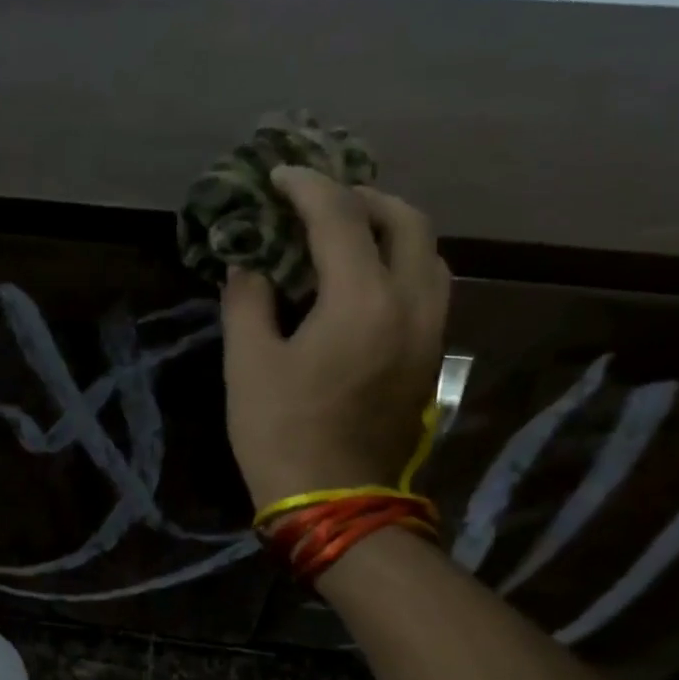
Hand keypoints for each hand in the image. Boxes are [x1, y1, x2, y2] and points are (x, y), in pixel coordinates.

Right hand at [221, 166, 449, 509]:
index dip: (307, 188)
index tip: (279, 176)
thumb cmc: (280, 433)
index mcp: (363, 300)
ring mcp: (430, 333)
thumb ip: (247, 301)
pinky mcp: (430, 359)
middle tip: (320, 202)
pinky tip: (362, 281)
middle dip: (364, 198)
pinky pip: (428, 288)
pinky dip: (400, 264)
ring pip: (429, 254)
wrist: (334, 503)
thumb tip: (248, 265)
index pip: (340, 218)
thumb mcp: (247, 364)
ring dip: (390, 229)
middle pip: (407, 221)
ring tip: (345, 235)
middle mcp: (412, 305)